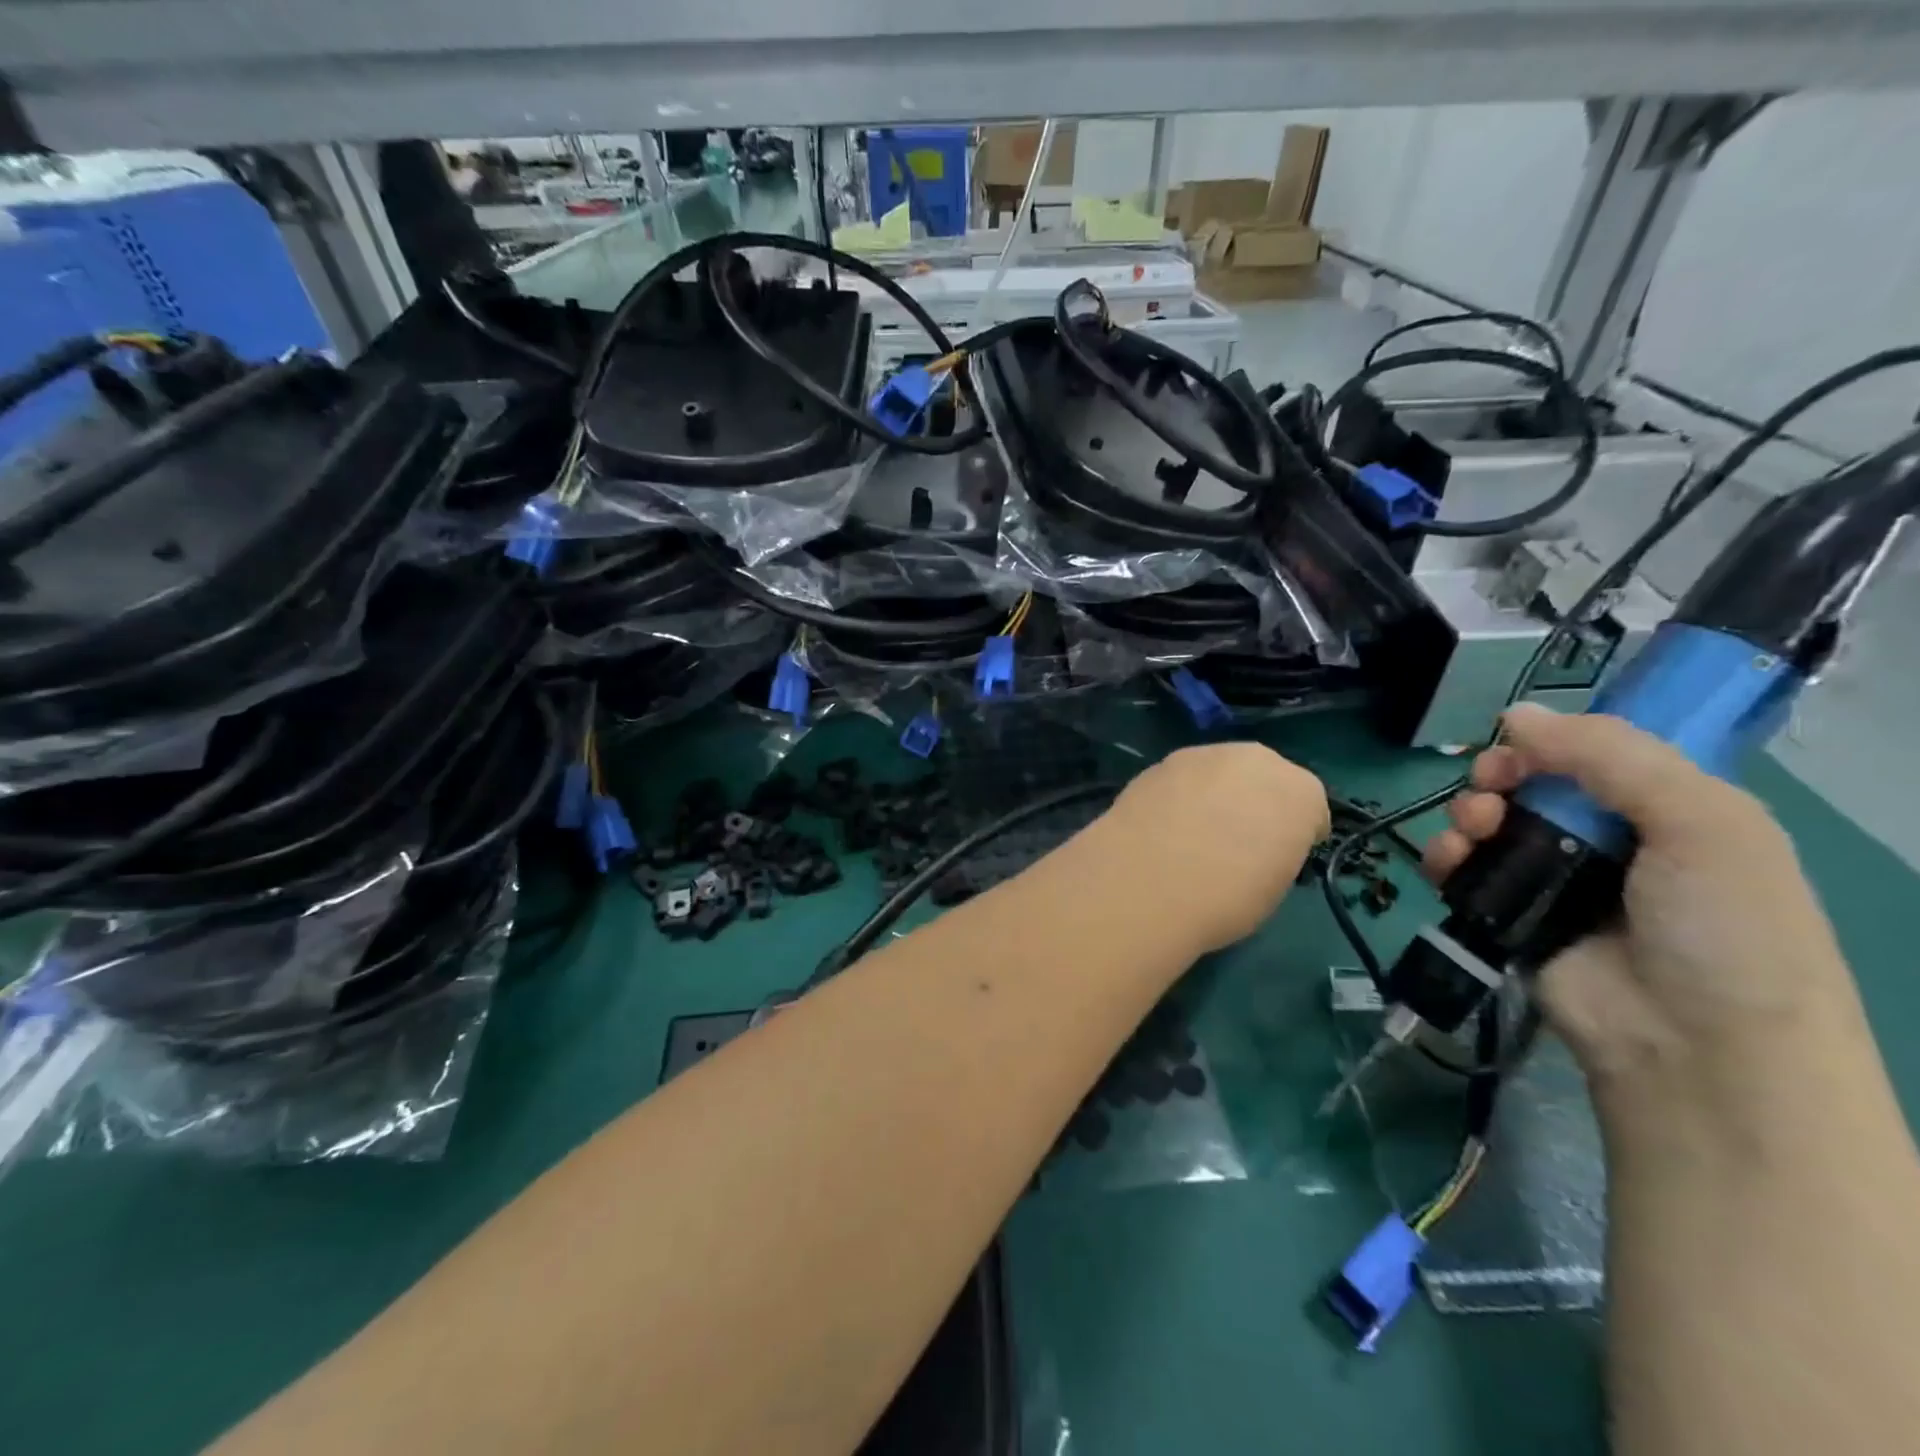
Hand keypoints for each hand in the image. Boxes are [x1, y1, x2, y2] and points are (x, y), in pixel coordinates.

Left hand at [1097, 742, 1327, 953]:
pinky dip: (1178, 797)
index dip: (1296, 833)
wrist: (1147, 884)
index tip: (1280, 856)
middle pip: (1264, 777)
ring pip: (1219, 772)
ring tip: (1193, 831)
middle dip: (1255, 801)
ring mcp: (1202, 755)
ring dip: (1214, 793)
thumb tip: (1255, 847)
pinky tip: (1163, 827)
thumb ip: (1275, 851)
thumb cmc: (1227, 899)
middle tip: (1236, 838)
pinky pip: (1181, 780)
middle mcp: (1256, 760)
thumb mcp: (1274, 885)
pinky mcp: (1158, 763)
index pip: (1310, 808)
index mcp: (1301, 791)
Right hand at [1424, 704, 1866, 1113]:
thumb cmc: (1722, 926)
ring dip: (1467, 814)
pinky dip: (1444, 858)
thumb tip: (1515, 714)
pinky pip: (1463, 871)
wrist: (1695, 1048)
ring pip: (1490, 823)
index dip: (1552, 741)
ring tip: (1471, 831)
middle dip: (1499, 775)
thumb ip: (1611, 756)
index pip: (1596, 754)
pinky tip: (1447, 861)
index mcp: (1669, 811)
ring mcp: (1555, 881)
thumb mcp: (1701, 821)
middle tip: (1488, 787)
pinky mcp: (1509, 916)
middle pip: (1532, 784)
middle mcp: (1610, 840)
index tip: (1516, 742)